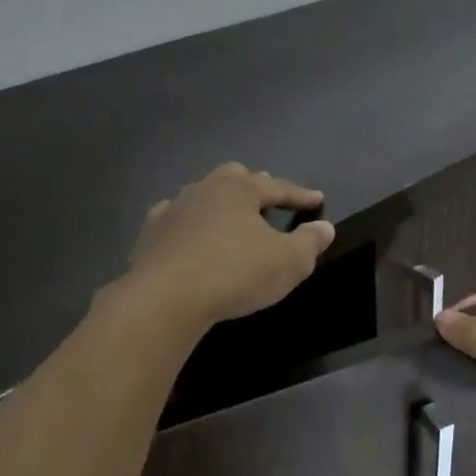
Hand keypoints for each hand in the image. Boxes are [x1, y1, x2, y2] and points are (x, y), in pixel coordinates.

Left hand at [125, 163, 334, 328]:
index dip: (300, 194)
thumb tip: (324, 227)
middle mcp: (204, 189)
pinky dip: (190, 227)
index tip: (317, 199)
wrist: (166, 298)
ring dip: (220, 205)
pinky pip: (176, 222)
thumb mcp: (288, 262)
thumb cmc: (235, 273)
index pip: (277, 186)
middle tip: (269, 199)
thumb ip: (309, 242)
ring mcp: (172, 210)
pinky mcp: (150, 235)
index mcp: (239, 189)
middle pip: (234, 178)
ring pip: (202, 197)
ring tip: (231, 219)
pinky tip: (192, 237)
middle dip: (254, 186)